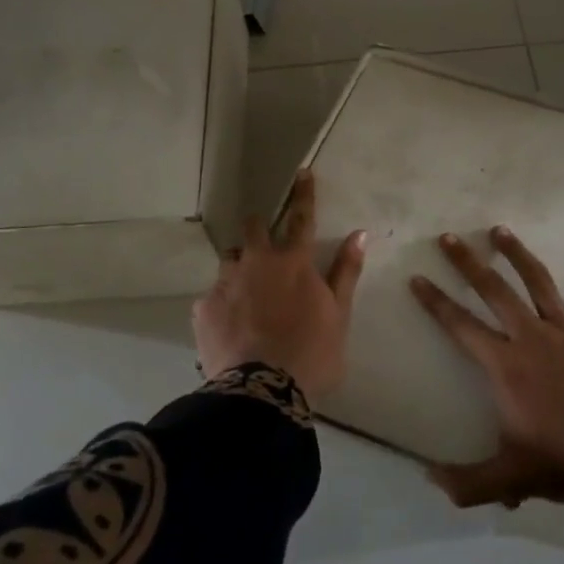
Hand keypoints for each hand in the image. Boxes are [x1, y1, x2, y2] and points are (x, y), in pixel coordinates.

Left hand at [192, 171, 366, 402]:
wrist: (262, 391)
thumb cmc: (312, 353)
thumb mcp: (340, 315)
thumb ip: (346, 272)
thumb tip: (360, 234)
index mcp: (293, 262)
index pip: (302, 218)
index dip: (304, 194)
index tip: (302, 172)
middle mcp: (257, 263)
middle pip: (254, 230)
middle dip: (259, 226)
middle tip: (262, 238)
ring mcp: (226, 283)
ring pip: (229, 260)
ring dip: (239, 266)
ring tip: (245, 291)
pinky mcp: (204, 308)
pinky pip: (213, 296)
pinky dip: (223, 303)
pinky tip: (230, 326)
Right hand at [411, 230, 563, 507]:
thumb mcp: (511, 477)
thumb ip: (468, 482)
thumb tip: (429, 479)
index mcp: (505, 365)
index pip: (460, 325)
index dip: (436, 302)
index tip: (417, 278)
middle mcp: (531, 337)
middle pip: (494, 290)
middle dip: (468, 263)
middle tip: (449, 237)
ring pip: (538, 282)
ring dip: (517, 255)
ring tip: (500, 230)